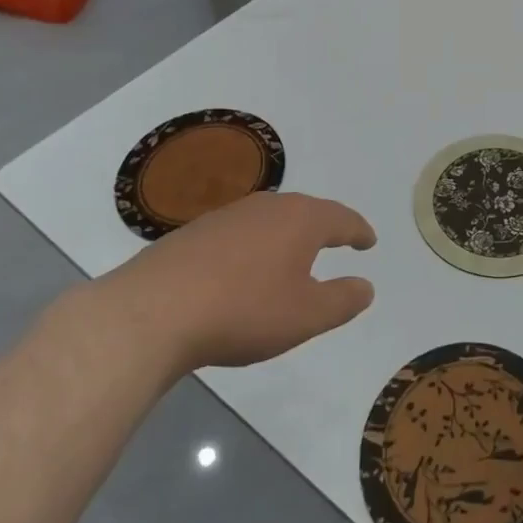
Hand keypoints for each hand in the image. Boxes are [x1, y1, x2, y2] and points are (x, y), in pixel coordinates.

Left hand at [93, 192, 375, 380]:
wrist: (154, 311)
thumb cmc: (244, 310)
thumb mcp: (306, 316)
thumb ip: (342, 300)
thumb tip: (366, 286)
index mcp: (301, 219)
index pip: (341, 219)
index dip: (358, 230)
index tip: (369, 240)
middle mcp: (268, 206)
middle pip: (306, 211)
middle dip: (324, 226)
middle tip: (338, 240)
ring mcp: (228, 216)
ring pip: (270, 219)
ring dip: (287, 234)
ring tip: (294, 254)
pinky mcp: (195, 232)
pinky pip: (240, 232)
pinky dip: (255, 245)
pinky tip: (245, 268)